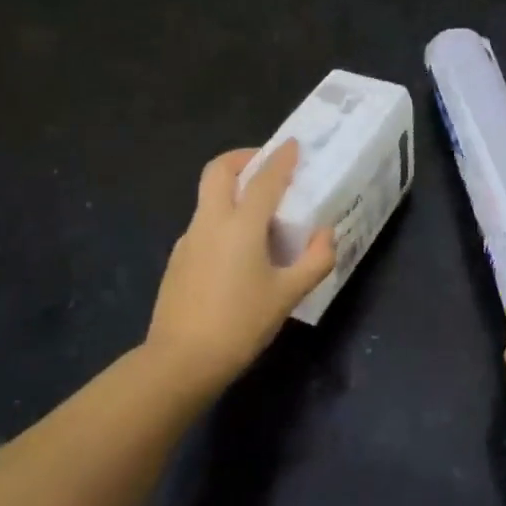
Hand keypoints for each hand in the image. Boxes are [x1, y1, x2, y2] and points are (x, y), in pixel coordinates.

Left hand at [145, 142, 334, 398]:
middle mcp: (211, 222)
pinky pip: (203, 223)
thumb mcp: (289, 295)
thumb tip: (326, 233)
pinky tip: (238, 248)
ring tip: (258, 209)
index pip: (264, 178)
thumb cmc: (240, 324)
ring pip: (208, 196)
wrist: (180, 361)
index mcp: (241, 225)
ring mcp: (189, 239)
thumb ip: (316, 260)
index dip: (281, 158)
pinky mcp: (178, 259)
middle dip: (242, 158)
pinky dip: (222, 217)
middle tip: (265, 164)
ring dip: (231, 188)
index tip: (293, 144)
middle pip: (219, 171)